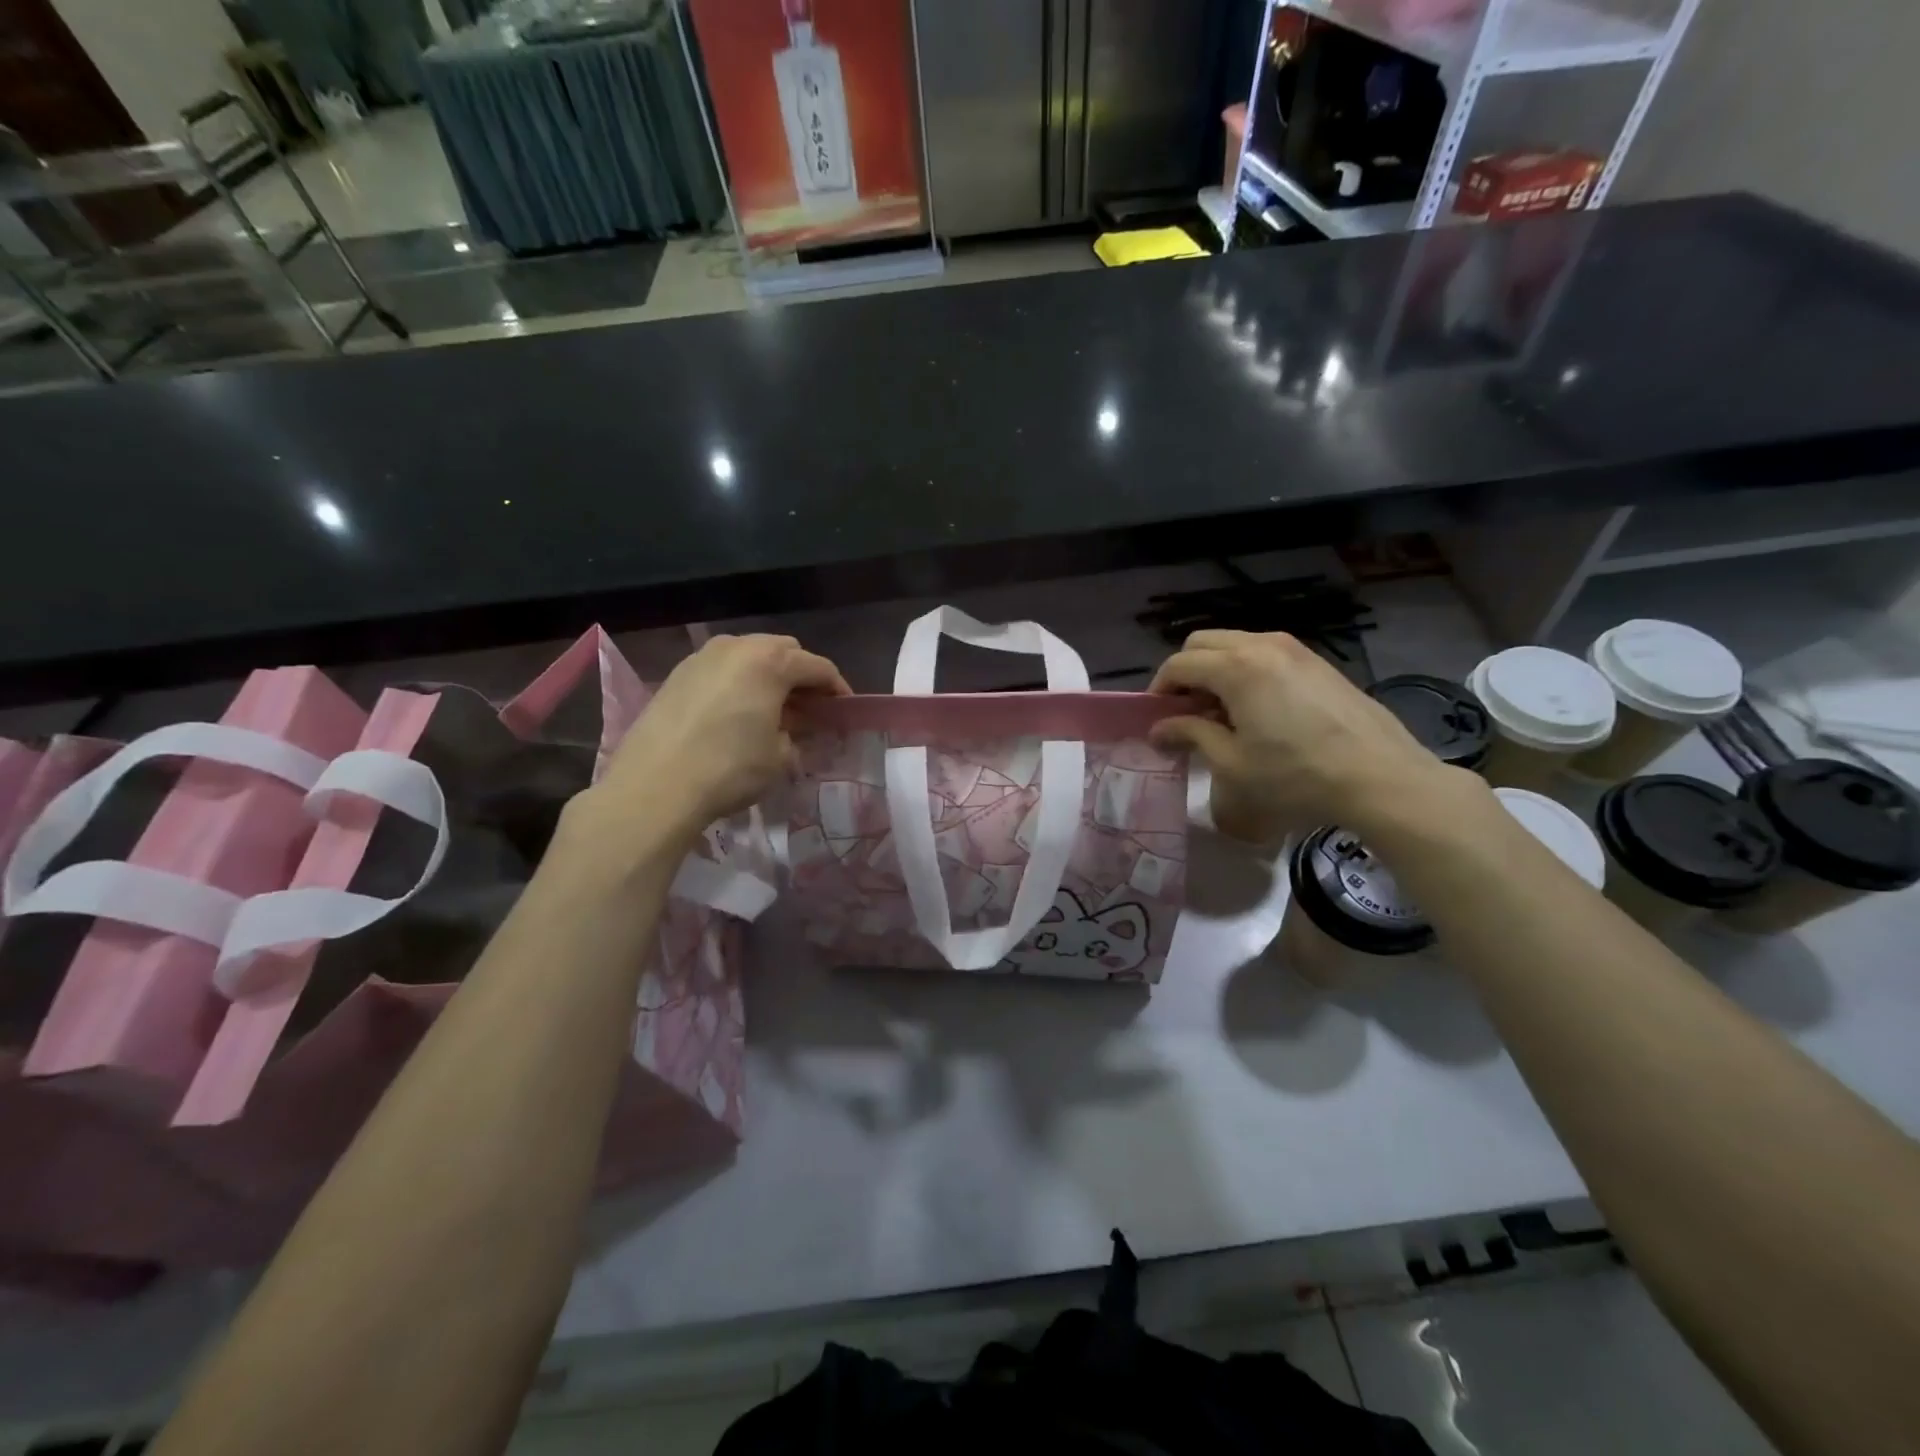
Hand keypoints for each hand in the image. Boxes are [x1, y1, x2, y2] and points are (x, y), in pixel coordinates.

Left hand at [581, 634, 849, 847]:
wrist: (655, 786)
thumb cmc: (730, 768)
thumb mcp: (780, 757)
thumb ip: (797, 734)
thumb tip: (794, 729)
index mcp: (770, 661)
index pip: (818, 667)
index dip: (837, 689)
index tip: (845, 711)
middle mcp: (737, 646)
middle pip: (784, 651)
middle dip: (802, 676)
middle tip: (809, 709)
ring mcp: (702, 657)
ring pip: (749, 655)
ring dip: (768, 676)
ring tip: (773, 709)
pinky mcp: (677, 674)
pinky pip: (722, 668)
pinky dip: (739, 682)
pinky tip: (738, 712)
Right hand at [1149, 630, 1466, 842]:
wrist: (1380, 777)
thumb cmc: (1295, 776)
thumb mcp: (1231, 763)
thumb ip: (1190, 736)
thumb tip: (1159, 729)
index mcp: (1236, 667)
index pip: (1179, 664)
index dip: (1159, 690)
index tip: (1157, 720)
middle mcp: (1262, 645)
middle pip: (1203, 643)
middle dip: (1185, 673)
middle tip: (1186, 712)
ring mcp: (1296, 649)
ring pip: (1236, 644)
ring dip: (1216, 670)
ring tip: (1221, 712)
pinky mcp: (1318, 662)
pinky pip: (1265, 653)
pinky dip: (1246, 670)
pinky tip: (1258, 710)